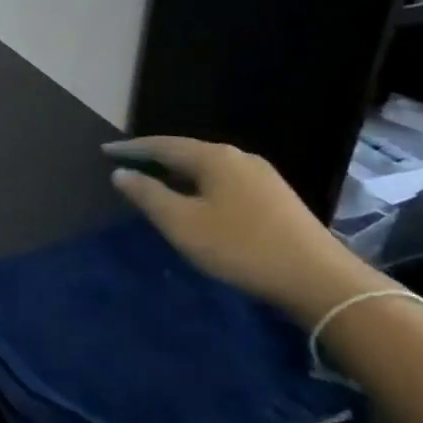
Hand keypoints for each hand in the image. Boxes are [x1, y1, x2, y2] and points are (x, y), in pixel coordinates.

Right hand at [106, 137, 389, 326]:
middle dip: (156, 158)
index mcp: (214, 157)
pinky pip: (225, 181)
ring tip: (157, 184)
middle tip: (128, 166)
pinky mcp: (276, 197)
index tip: (105, 151)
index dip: (132, 148)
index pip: (162, 145)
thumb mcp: (182, 224)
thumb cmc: (240, 247)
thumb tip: (121, 173)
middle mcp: (238, 157)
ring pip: (208, 168)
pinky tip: (197, 202)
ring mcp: (262, 176)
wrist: (317, 278)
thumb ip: (148, 195)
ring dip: (179, 174)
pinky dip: (200, 185)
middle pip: (187, 152)